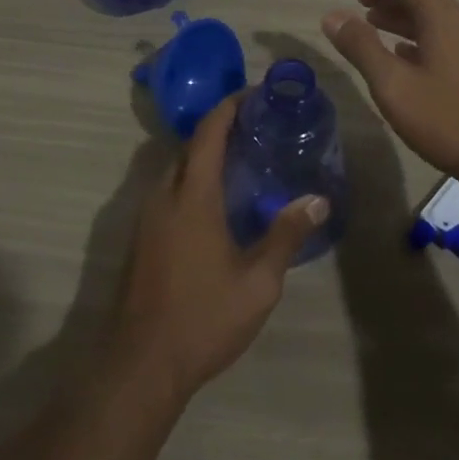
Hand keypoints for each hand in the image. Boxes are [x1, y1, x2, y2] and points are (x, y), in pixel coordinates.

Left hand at [112, 96, 328, 400]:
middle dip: (219, 129)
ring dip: (203, 156)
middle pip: (189, 147)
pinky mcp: (140, 239)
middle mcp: (164, 197)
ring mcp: (147, 219)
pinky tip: (216, 204)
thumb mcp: (258, 282)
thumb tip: (317, 200)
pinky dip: (191, 181)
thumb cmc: (203, 318)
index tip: (254, 94)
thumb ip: (286, 236)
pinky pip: (168, 192)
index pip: (208, 133)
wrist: (141, 365)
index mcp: (192, 197)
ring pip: (175, 170)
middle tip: (257, 129)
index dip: (229, 107)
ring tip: (242, 162)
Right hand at [322, 0, 458, 200]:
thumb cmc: (448, 121)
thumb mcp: (394, 85)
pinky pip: (446, 40)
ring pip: (435, 19)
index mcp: (445, 17)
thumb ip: (361, 47)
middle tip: (356, 1)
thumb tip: (333, 15)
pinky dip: (419, 38)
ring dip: (402, 17)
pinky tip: (404, 56)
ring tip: (372, 25)